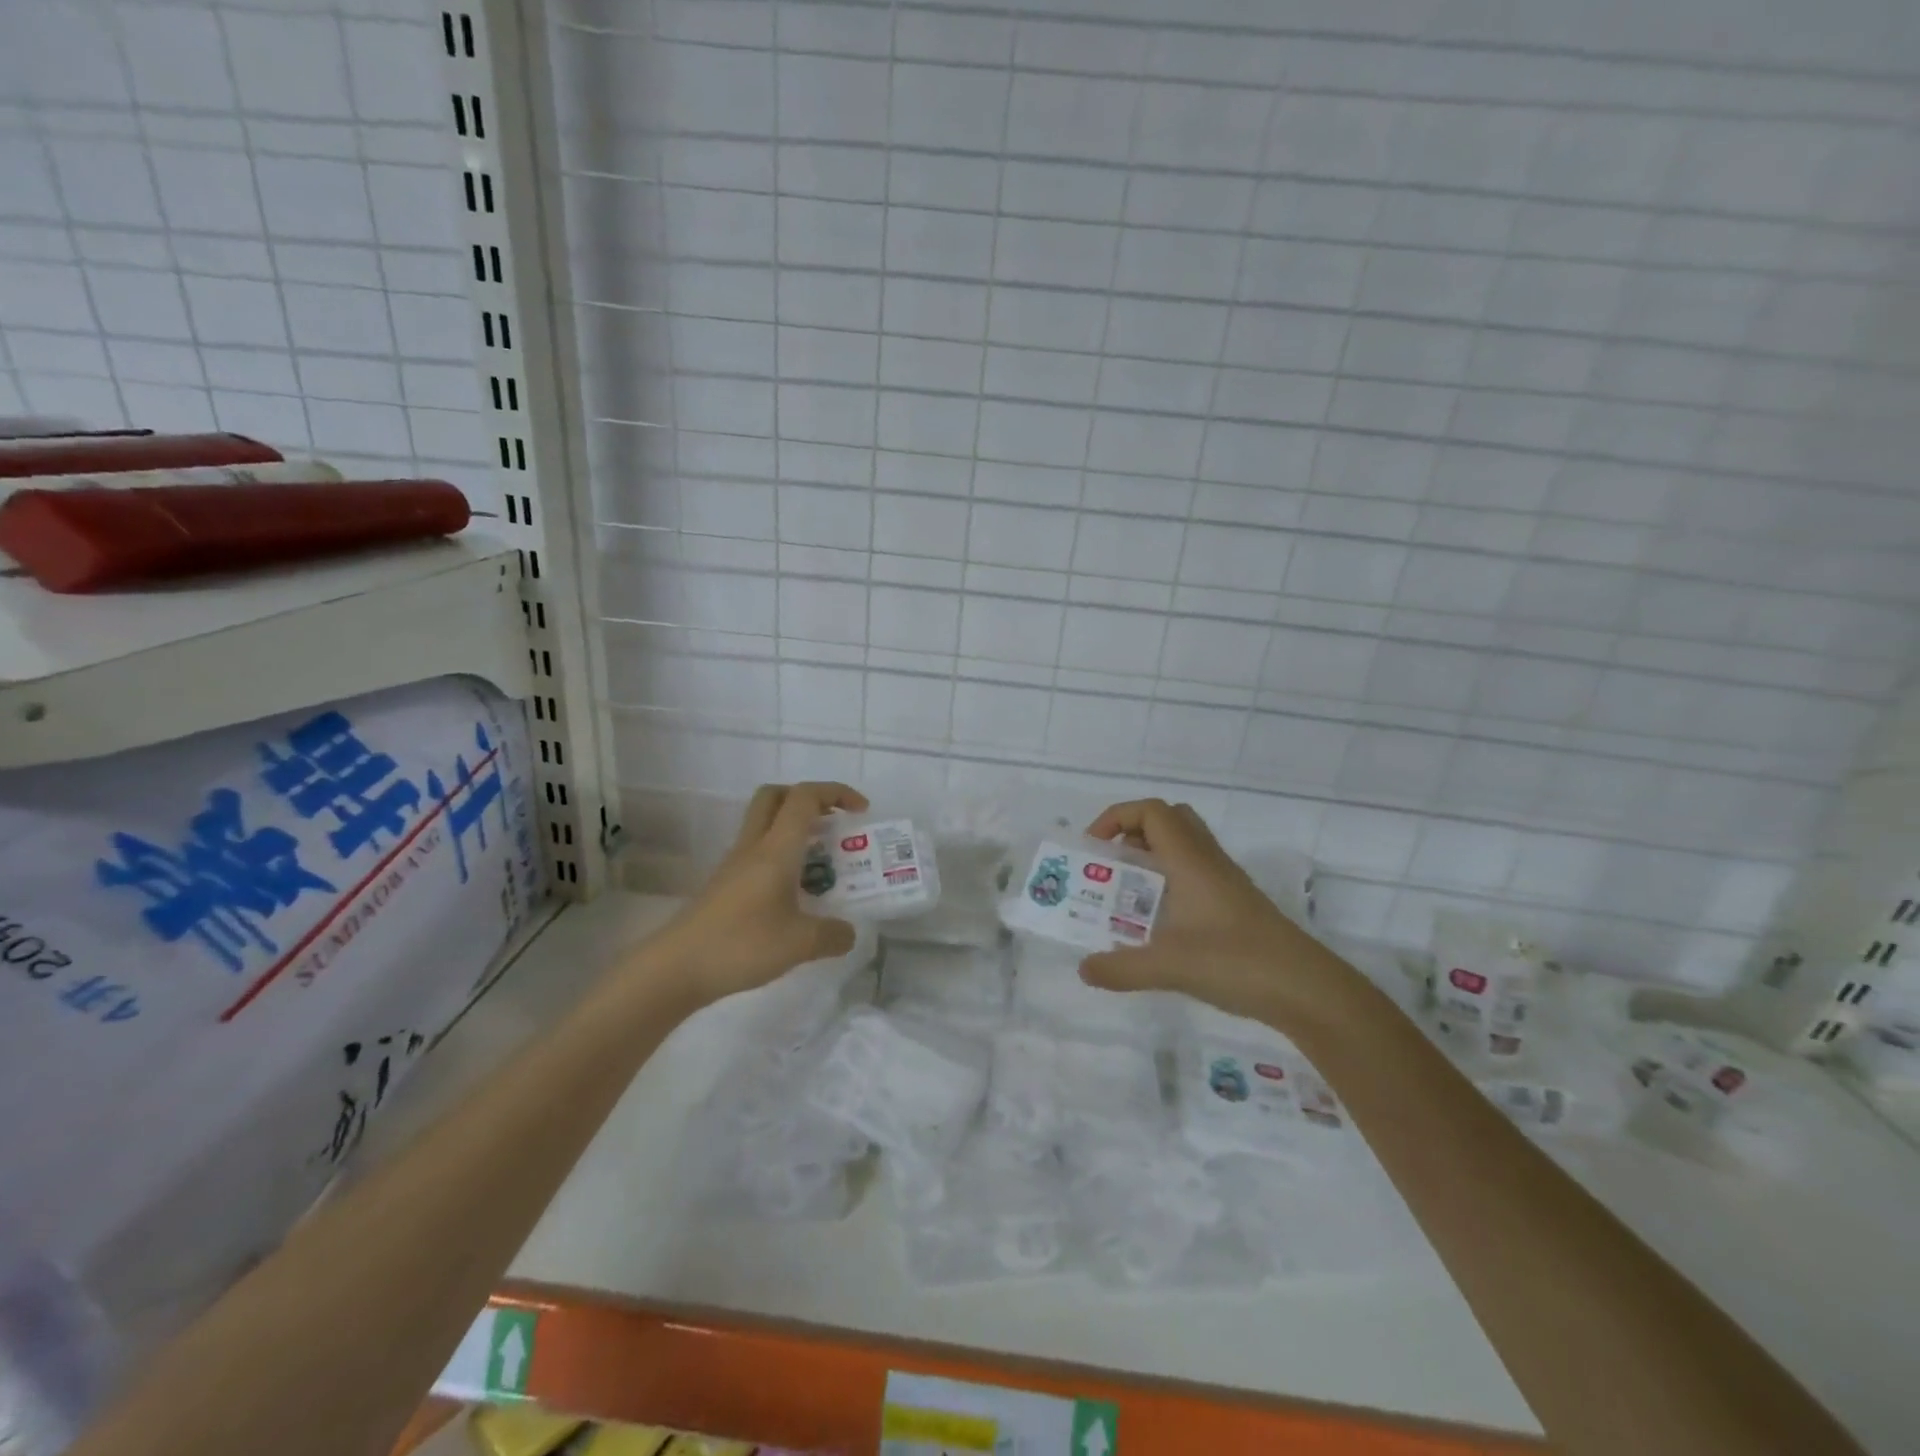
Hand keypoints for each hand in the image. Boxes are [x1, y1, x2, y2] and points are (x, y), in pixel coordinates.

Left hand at [657, 781, 868, 1006]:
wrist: (675, 968)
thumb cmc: (741, 944)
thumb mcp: (800, 944)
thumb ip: (832, 935)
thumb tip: (848, 933)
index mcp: (776, 848)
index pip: (805, 797)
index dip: (836, 793)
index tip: (861, 811)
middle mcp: (754, 846)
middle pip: (776, 796)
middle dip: (809, 799)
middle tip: (833, 823)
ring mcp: (735, 865)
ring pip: (765, 824)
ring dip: (795, 830)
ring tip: (822, 863)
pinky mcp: (726, 885)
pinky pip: (758, 853)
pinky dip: (782, 857)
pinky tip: (796, 892)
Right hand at [1079, 799, 1354, 1028]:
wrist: (1305, 988)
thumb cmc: (1235, 961)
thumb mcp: (1168, 967)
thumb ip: (1120, 968)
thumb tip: (1083, 968)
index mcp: (1189, 859)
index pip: (1151, 811)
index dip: (1116, 817)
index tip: (1094, 848)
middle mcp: (1207, 860)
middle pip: (1169, 820)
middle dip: (1132, 834)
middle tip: (1111, 866)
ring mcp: (1225, 881)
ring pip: (1183, 846)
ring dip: (1151, 857)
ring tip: (1128, 893)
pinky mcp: (1234, 903)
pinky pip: (1194, 873)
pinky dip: (1169, 882)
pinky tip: (1159, 922)